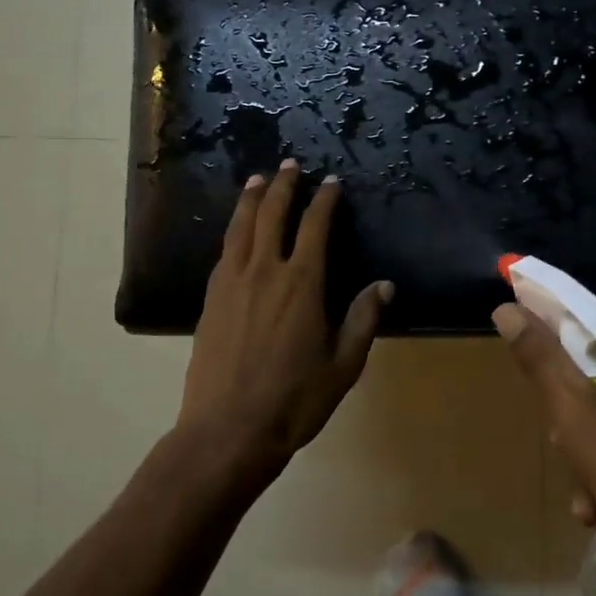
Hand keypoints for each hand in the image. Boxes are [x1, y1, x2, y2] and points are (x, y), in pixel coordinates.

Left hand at [178, 161, 392, 490]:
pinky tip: (236, 233)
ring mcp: (232, 284)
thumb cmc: (295, 400)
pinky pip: (224, 253)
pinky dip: (233, 232)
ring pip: (240, 228)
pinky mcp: (210, 301)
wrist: (228, 430)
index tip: (330, 183)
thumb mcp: (344, 365)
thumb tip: (384, 285)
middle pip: (271, 215)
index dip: (323, 201)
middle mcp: (264, 272)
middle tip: (290, 165)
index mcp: (302, 284)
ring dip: (250, 200)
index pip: (314, 227)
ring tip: (257, 179)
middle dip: (283, 186)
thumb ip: (363, 320)